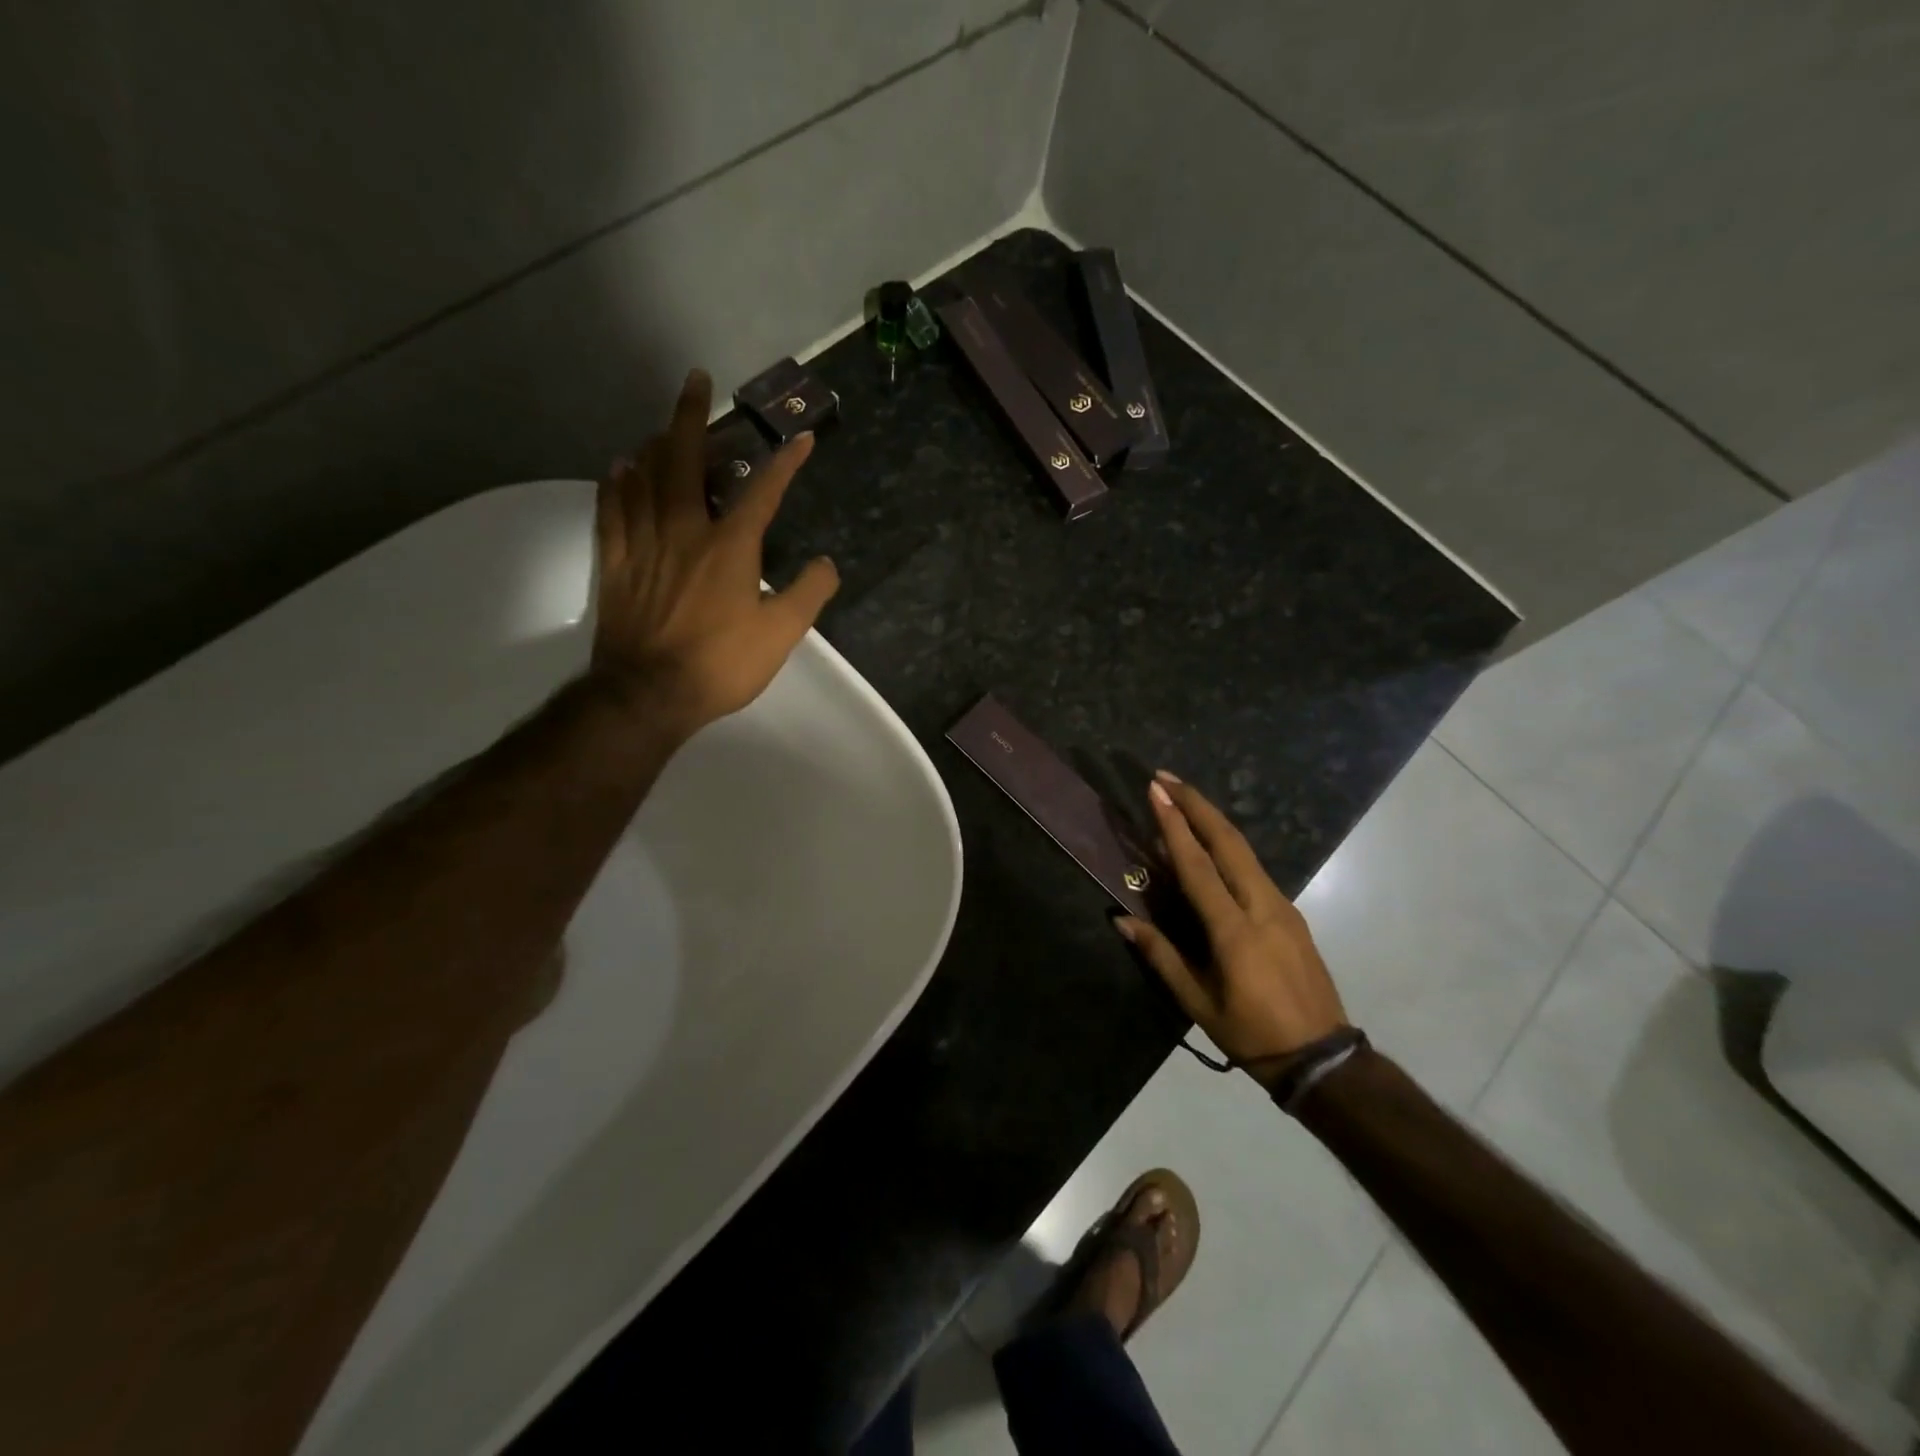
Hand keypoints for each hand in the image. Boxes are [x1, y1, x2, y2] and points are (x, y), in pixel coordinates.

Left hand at [590, 369, 838, 737]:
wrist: (650, 694)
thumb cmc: (721, 664)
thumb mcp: (781, 635)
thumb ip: (808, 594)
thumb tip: (828, 563)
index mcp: (730, 546)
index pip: (763, 492)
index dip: (785, 463)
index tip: (803, 437)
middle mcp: (684, 530)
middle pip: (684, 459)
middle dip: (692, 415)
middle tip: (695, 379)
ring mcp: (644, 544)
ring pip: (644, 477)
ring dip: (655, 443)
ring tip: (663, 425)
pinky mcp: (615, 563)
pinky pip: (611, 511)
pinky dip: (616, 484)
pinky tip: (618, 468)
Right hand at [1116, 773, 1347, 1083]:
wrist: (1323, 1058)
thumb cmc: (1252, 1033)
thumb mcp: (1198, 1002)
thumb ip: (1161, 956)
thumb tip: (1121, 919)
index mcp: (1235, 931)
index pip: (1198, 866)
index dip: (1175, 826)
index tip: (1157, 792)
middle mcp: (1262, 907)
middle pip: (1228, 842)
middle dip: (1197, 804)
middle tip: (1166, 778)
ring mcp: (1282, 907)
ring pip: (1245, 850)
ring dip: (1212, 819)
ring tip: (1183, 799)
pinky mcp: (1291, 913)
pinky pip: (1254, 867)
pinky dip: (1227, 844)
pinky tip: (1210, 842)